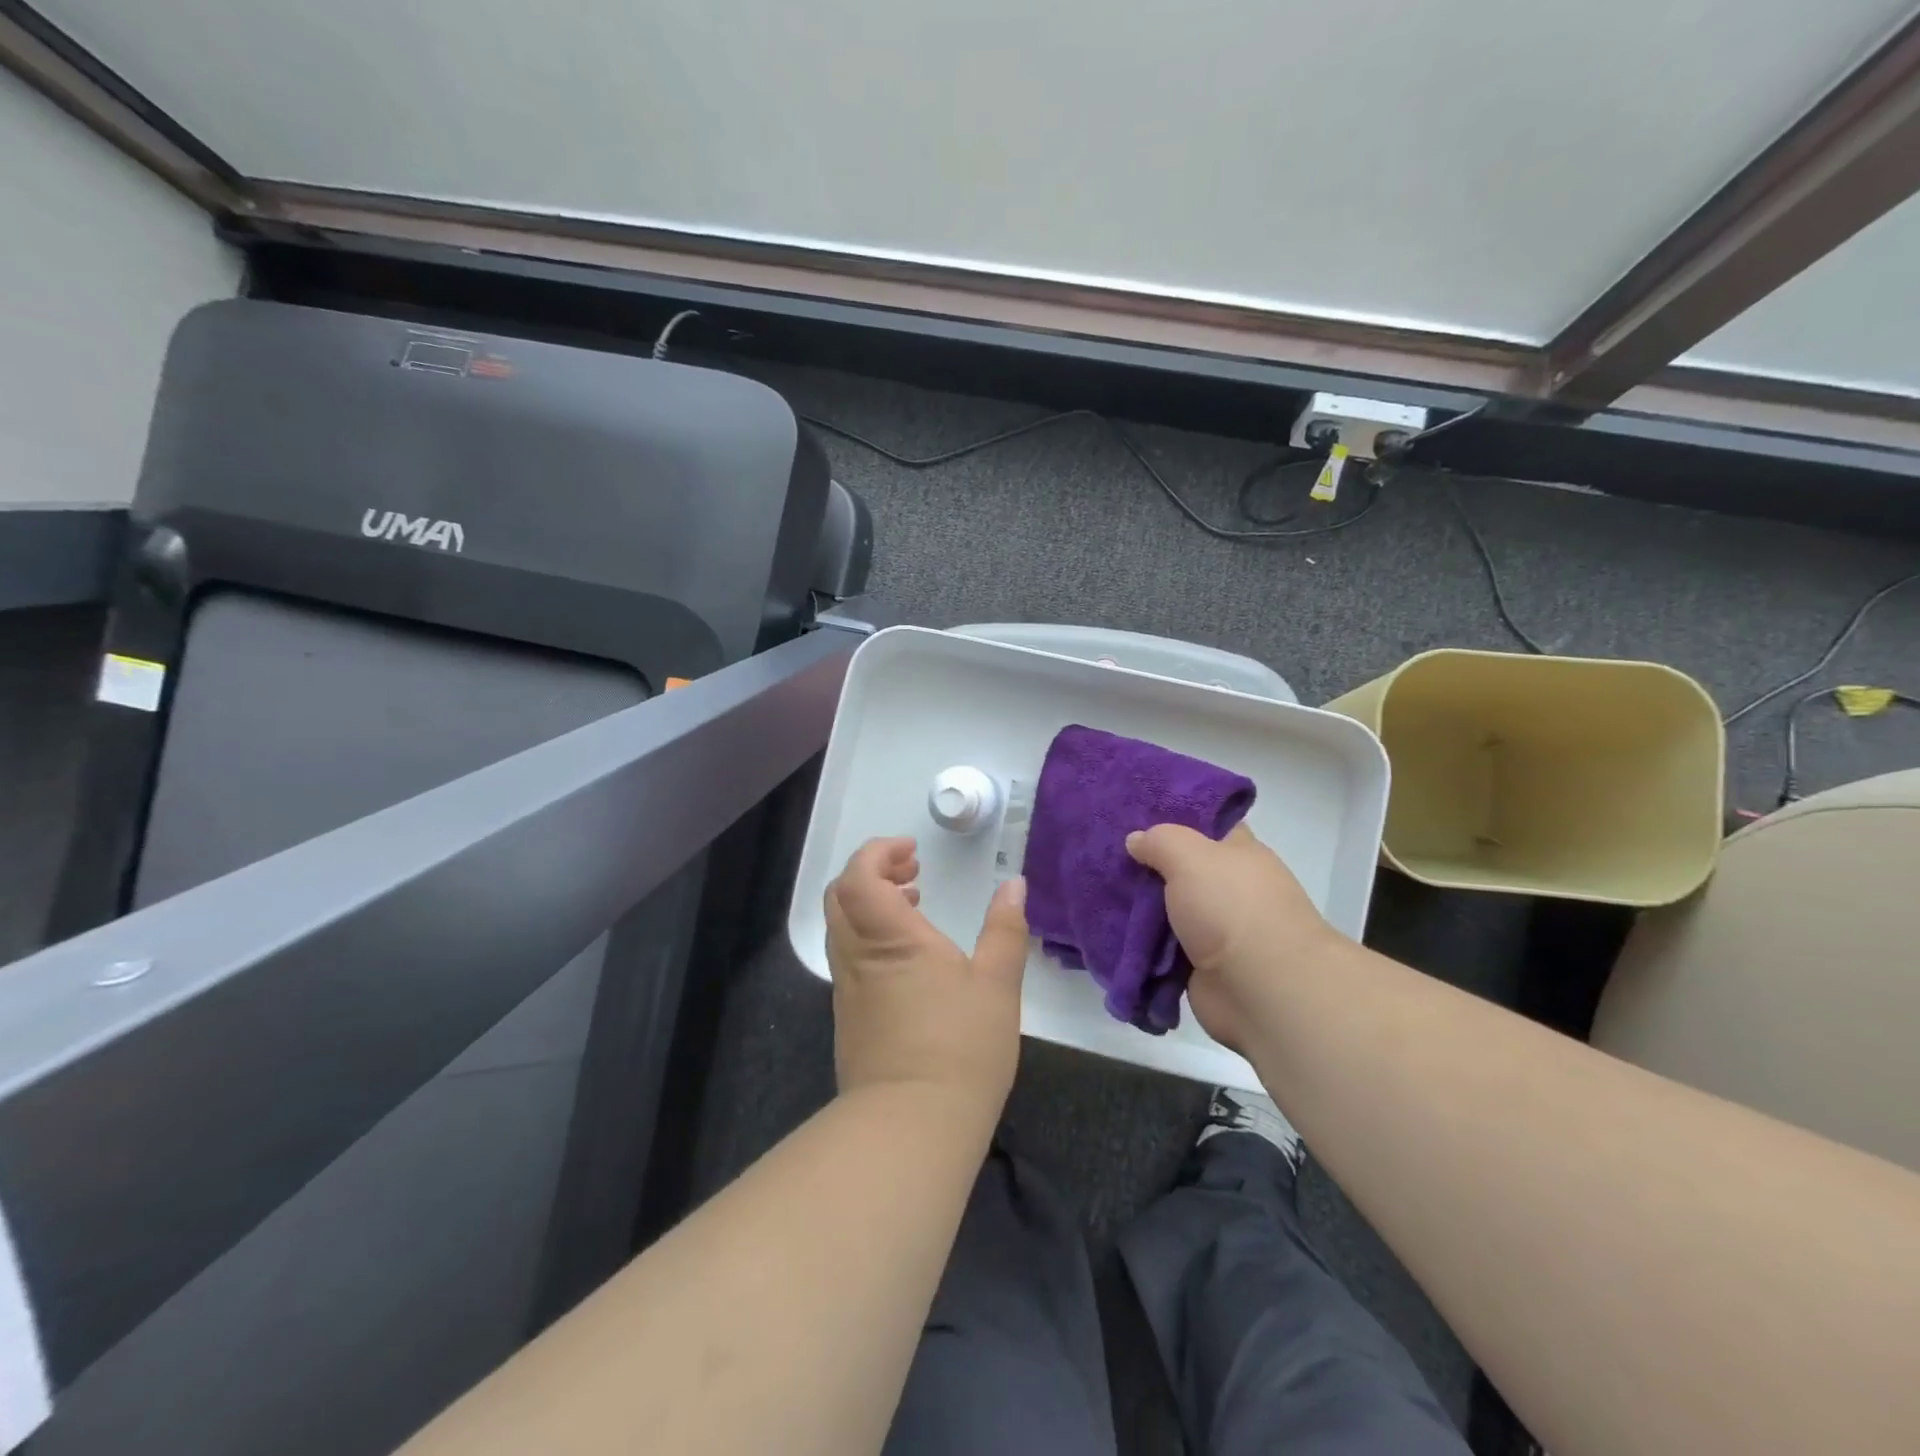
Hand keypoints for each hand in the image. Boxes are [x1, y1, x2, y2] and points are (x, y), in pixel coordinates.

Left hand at [824, 837, 1030, 1118]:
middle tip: (912, 872)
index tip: (913, 852)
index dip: (878, 853)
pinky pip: (848, 955)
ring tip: (914, 904)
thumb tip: (1014, 884)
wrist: (910, 1125)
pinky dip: (869, 935)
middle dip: (872, 871)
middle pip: (840, 894)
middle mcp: (857, 955)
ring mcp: (847, 987)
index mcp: (889, 936)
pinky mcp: (848, 1016)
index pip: (859, 875)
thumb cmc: (960, 1046)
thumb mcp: (997, 983)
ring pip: (841, 925)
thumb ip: (1005, 928)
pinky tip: (907, 955)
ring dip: (870, 903)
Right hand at [1125, 823, 1342, 1052]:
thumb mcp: (1191, 856)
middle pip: (1181, 868)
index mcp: (1239, 853)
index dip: (1175, 816)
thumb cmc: (1232, 907)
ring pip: (1167, 908)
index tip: (1135, 812)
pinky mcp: (1200, 964)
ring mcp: (1215, 928)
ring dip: (1138, 905)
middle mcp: (1229, 888)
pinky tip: (1107, 927)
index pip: (1208, 824)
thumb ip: (1160, 841)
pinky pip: (1161, 945)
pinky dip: (1139, 941)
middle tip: (1104, 850)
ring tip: (1096, 887)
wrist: (1262, 990)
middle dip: (1146, 863)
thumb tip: (1136, 840)